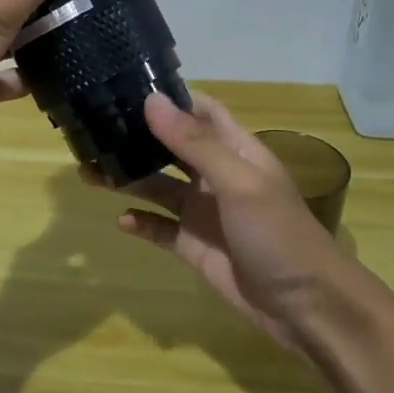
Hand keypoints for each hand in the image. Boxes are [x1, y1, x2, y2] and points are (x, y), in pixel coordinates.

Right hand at [106, 92, 348, 353]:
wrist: (304, 306)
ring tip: (89, 170)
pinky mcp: (192, 247)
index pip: (201, 111)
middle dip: (138, 137)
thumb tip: (151, 101)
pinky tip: (120, 220)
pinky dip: (140, 223)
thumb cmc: (278, 233)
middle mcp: (216, 176)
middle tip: (93, 127)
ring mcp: (203, 213)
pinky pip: (159, 229)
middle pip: (171, 148)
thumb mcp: (239, 183)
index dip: (170, 99)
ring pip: (158, 187)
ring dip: (128, 178)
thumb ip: (195, 144)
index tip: (126, 86)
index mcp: (235, 151)